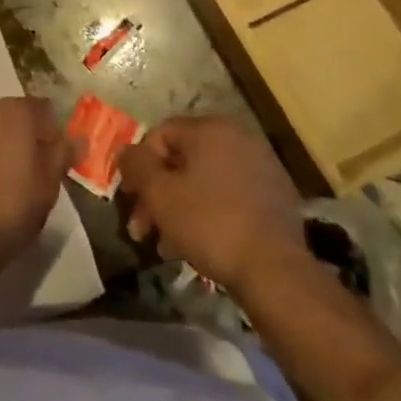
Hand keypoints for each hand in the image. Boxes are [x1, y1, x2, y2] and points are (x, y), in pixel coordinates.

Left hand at [0, 96, 70, 257]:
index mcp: (14, 112)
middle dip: (18, 137)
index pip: (42, 109)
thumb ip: (63, 153)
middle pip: (8, 116)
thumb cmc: (12, 208)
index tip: (52, 159)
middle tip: (25, 172)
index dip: (50, 132)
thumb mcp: (49, 184)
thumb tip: (77, 137)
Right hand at [116, 116, 304, 288]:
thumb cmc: (209, 223)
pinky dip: (209, 213)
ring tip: (166, 246)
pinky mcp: (275, 196)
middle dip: (158, 194)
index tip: (131, 199)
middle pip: (182, 160)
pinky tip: (197, 245)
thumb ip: (136, 165)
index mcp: (210, 129)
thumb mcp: (159, 193)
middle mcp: (238, 138)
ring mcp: (261, 167)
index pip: (160, 134)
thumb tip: (125, 150)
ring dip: (179, 208)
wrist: (275, 271)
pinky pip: (229, 196)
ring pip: (205, 181)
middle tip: (142, 229)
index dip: (139, 166)